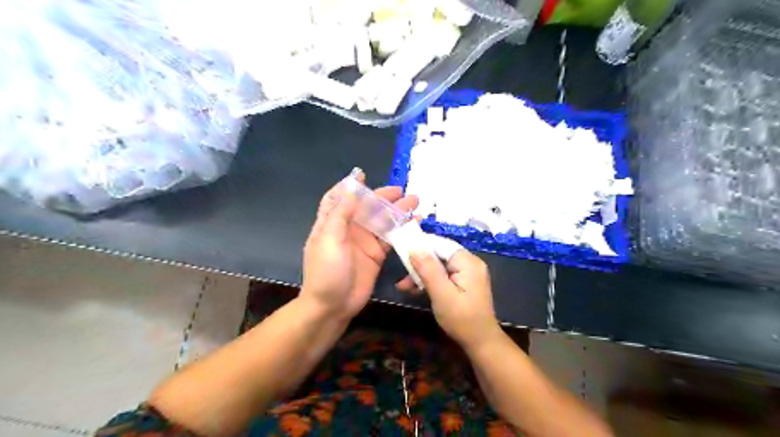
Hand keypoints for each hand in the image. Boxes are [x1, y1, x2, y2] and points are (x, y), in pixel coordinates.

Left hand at [300, 171, 420, 319]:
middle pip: (366, 207)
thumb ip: (342, 213)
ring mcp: (364, 242)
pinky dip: (402, 229)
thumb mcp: (330, 238)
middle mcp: (348, 229)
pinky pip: (391, 238)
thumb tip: (352, 186)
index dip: (349, 186)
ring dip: (397, 211)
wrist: (332, 306)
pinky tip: (415, 222)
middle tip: (401, 191)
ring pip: (382, 221)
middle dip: (382, 197)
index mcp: (331, 223)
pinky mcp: (376, 255)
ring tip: (414, 202)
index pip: (338, 198)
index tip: (363, 174)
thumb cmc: (326, 271)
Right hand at [402, 248, 499, 346]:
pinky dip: (430, 281)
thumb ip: (428, 269)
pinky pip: (444, 275)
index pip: (440, 244)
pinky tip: (415, 290)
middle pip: (439, 254)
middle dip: (419, 264)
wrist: (480, 342)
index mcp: (467, 262)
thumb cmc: (461, 319)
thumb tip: (414, 247)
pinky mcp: (464, 283)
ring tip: (404, 287)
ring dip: (422, 275)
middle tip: (402, 276)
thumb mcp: (441, 294)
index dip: (421, 246)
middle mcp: (469, 263)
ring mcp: (467, 273)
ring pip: (439, 266)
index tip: (402, 251)